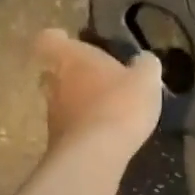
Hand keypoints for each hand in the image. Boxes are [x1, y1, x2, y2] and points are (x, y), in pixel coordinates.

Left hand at [35, 28, 162, 157]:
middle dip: (68, 73)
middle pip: (52, 72)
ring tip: (102, 109)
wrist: (95, 154)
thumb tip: (143, 60)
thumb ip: (145, 65)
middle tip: (91, 77)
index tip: (69, 40)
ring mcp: (52, 114)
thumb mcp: (145, 79)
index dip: (58, 39)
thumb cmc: (120, 104)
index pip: (49, 39)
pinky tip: (102, 134)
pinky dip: (81, 127)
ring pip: (59, 100)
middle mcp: (54, 82)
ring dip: (76, 102)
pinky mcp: (56, 141)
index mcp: (71, 57)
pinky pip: (68, 127)